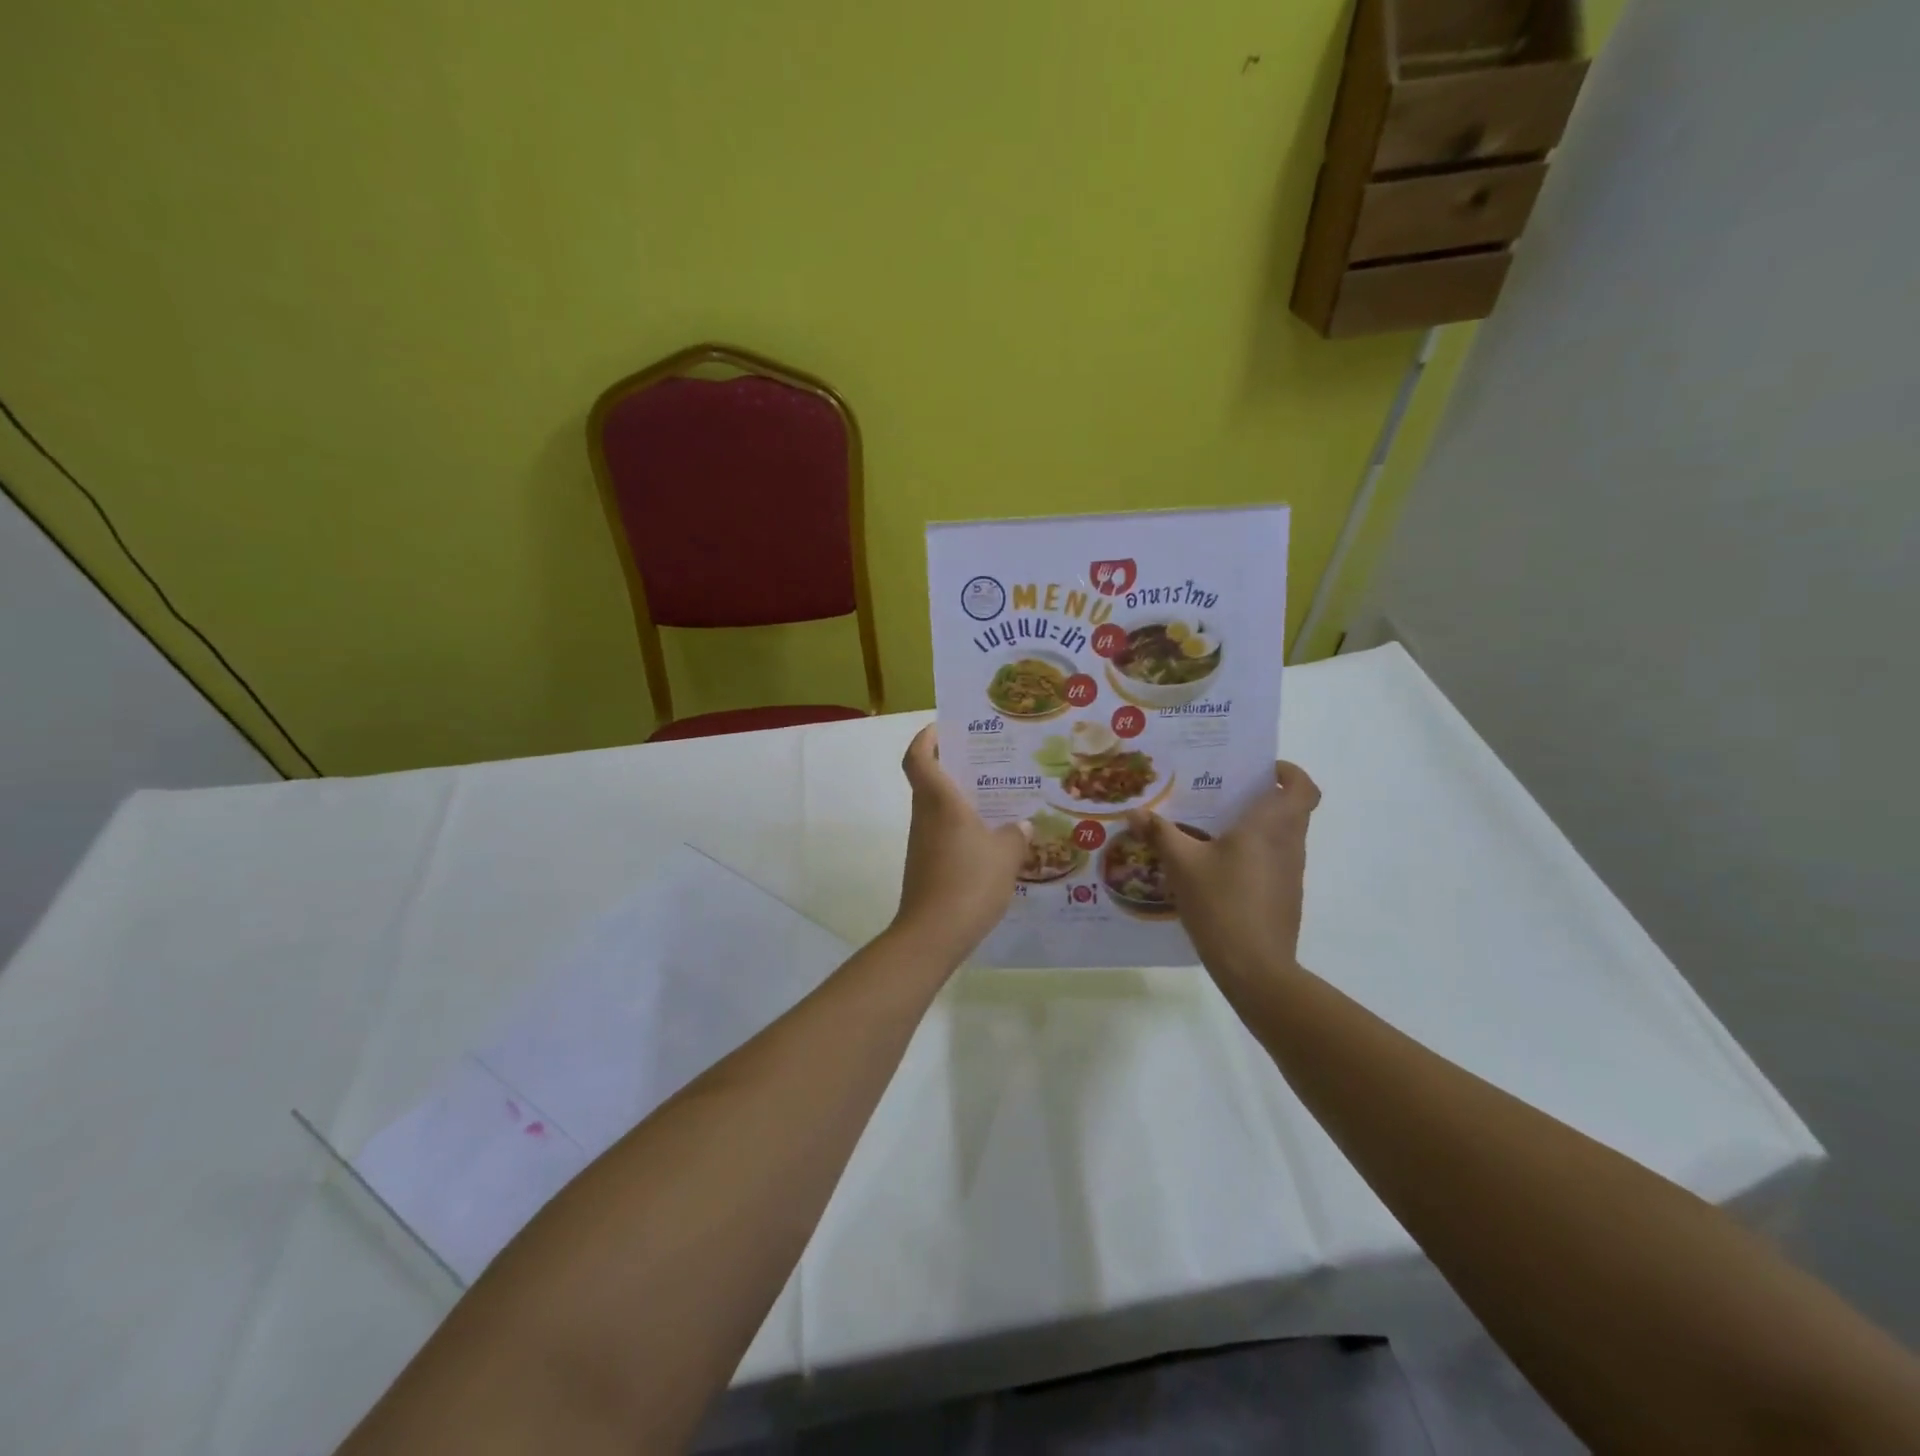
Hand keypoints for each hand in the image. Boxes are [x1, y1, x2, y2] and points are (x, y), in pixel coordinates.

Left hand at [893, 726, 1029, 966]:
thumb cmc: (969, 882)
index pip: (919, 757)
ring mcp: (923, 842)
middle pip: (930, 779)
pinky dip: (962, 828)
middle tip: (988, 760)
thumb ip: (1016, 834)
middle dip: (954, 765)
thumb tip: (1021, 825)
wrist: (933, 934)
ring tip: (999, 798)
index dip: (926, 737)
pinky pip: (944, 834)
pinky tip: (992, 840)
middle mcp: (925, 815)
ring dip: (961, 799)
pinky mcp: (927, 865)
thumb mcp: (1006, 855)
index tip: (945, 726)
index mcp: (940, 801)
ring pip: (938, 808)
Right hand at [1125, 761, 1320, 981]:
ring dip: (1257, 826)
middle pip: (1292, 808)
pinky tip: (1218, 866)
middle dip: (1264, 795)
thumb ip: (1160, 833)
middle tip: (1224, 792)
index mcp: (1271, 825)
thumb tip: (1134, 812)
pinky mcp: (1285, 896)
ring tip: (1213, 826)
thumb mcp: (1182, 864)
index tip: (1260, 769)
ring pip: (1282, 835)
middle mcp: (1289, 843)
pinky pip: (1274, 861)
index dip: (1288, 772)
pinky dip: (1254, 853)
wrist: (1255, 967)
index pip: (1303, 787)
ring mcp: (1291, 872)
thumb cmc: (1222, 903)